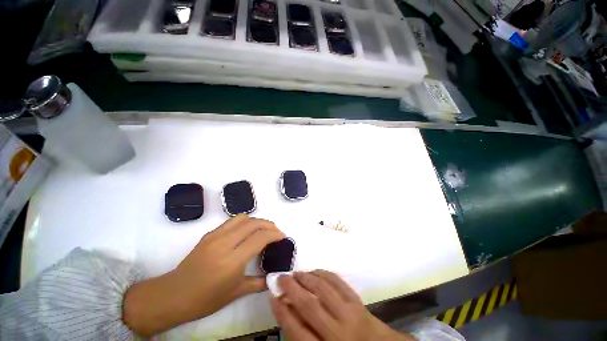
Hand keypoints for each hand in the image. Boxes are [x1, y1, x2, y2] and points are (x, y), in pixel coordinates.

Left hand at [124, 215, 284, 335]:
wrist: (174, 295)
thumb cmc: (205, 299)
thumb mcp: (236, 293)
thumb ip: (259, 283)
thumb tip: (275, 277)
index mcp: (232, 260)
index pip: (260, 238)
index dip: (275, 234)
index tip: (283, 237)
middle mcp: (225, 243)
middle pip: (254, 223)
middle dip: (269, 224)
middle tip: (276, 232)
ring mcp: (215, 236)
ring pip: (243, 218)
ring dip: (257, 221)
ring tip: (263, 229)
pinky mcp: (209, 233)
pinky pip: (232, 221)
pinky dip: (245, 222)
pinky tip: (247, 231)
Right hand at [271, 271, 414, 340]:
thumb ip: (303, 332)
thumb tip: (287, 308)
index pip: (297, 331)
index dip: (282, 312)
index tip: (273, 297)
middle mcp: (337, 332)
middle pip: (309, 305)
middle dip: (291, 289)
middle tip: (281, 278)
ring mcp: (349, 313)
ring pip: (323, 289)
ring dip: (306, 278)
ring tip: (296, 273)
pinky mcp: (356, 300)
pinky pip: (337, 281)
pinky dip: (323, 273)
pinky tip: (314, 271)